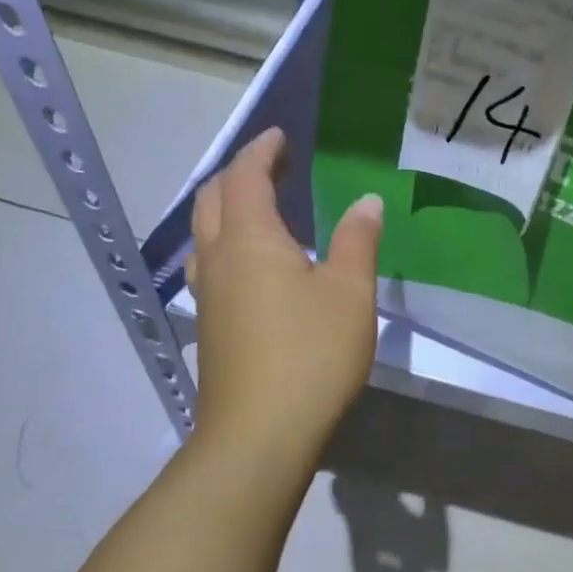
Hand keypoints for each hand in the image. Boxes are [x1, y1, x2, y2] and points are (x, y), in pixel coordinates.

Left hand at [185, 127, 382, 484]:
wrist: (259, 435)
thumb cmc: (311, 354)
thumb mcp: (349, 292)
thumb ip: (357, 240)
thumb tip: (366, 201)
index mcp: (249, 239)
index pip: (245, 176)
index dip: (262, 151)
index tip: (280, 136)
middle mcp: (217, 258)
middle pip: (213, 198)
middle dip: (239, 173)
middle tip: (274, 166)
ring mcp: (207, 294)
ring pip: (205, 232)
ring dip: (228, 207)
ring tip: (262, 206)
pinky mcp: (210, 325)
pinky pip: (211, 263)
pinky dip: (228, 242)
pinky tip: (254, 264)